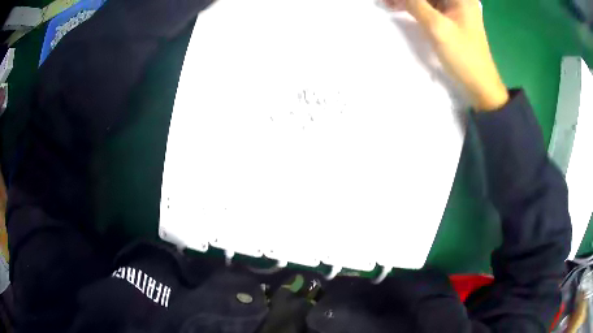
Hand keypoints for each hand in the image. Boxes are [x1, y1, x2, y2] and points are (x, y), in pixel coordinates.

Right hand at [384, 0, 508, 110]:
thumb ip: (415, 4)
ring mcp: (455, 8)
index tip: (393, 1)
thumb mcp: (437, 28)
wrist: (480, 84)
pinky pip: (429, 6)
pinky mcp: (451, 18)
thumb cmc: (463, 56)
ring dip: (409, 1)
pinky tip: (401, 8)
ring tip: (389, 4)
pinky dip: (415, 6)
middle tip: (388, 2)